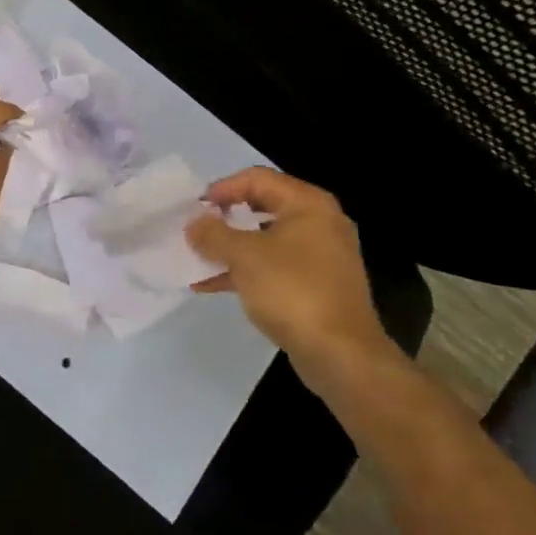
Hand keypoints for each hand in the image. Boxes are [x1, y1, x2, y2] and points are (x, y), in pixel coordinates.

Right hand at [186, 167, 396, 389]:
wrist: (341, 355)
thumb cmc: (292, 291)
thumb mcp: (244, 256)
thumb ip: (213, 234)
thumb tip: (194, 224)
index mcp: (308, 205)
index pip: (257, 179)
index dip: (222, 188)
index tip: (195, 207)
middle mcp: (319, 223)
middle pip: (262, 207)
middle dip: (225, 218)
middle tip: (196, 229)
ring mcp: (320, 256)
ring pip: (265, 240)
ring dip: (230, 247)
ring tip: (197, 257)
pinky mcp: (315, 286)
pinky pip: (273, 266)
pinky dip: (244, 271)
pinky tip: (211, 285)